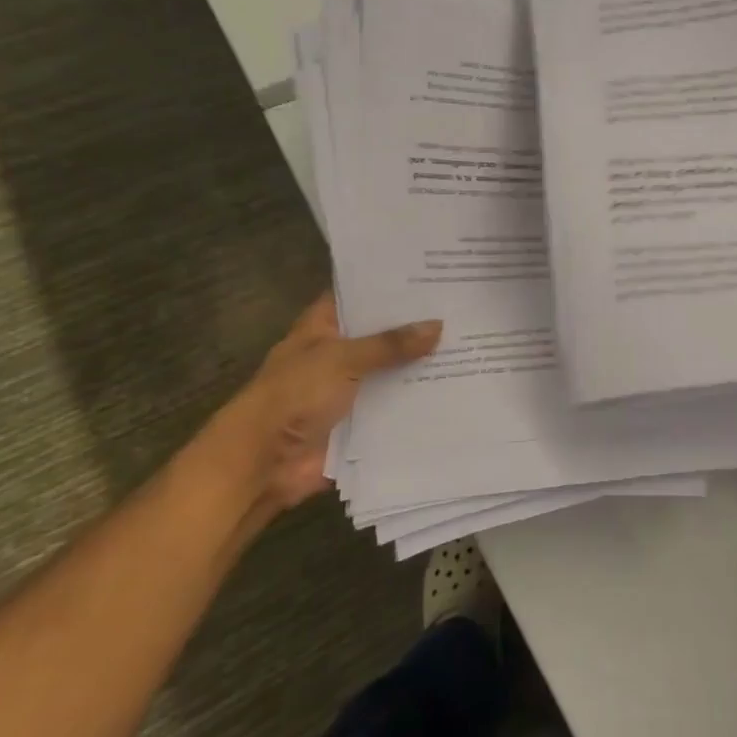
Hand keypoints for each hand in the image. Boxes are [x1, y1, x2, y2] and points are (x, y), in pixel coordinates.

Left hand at [196, 293, 441, 517]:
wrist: (263, 463)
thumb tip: (437, 325)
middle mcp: (339, 354)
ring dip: (423, 365)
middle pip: (383, 334)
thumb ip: (389, 344)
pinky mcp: (362, 422)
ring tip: (473, 345)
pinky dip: (420, 402)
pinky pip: (396, 407)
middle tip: (464, 307)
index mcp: (324, 327)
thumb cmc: (294, 395)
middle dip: (417, 326)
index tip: (432, 272)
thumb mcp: (341, 358)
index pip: (359, 295)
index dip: (390, 285)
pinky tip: (460, 389)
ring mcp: (352, 389)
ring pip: (393, 371)